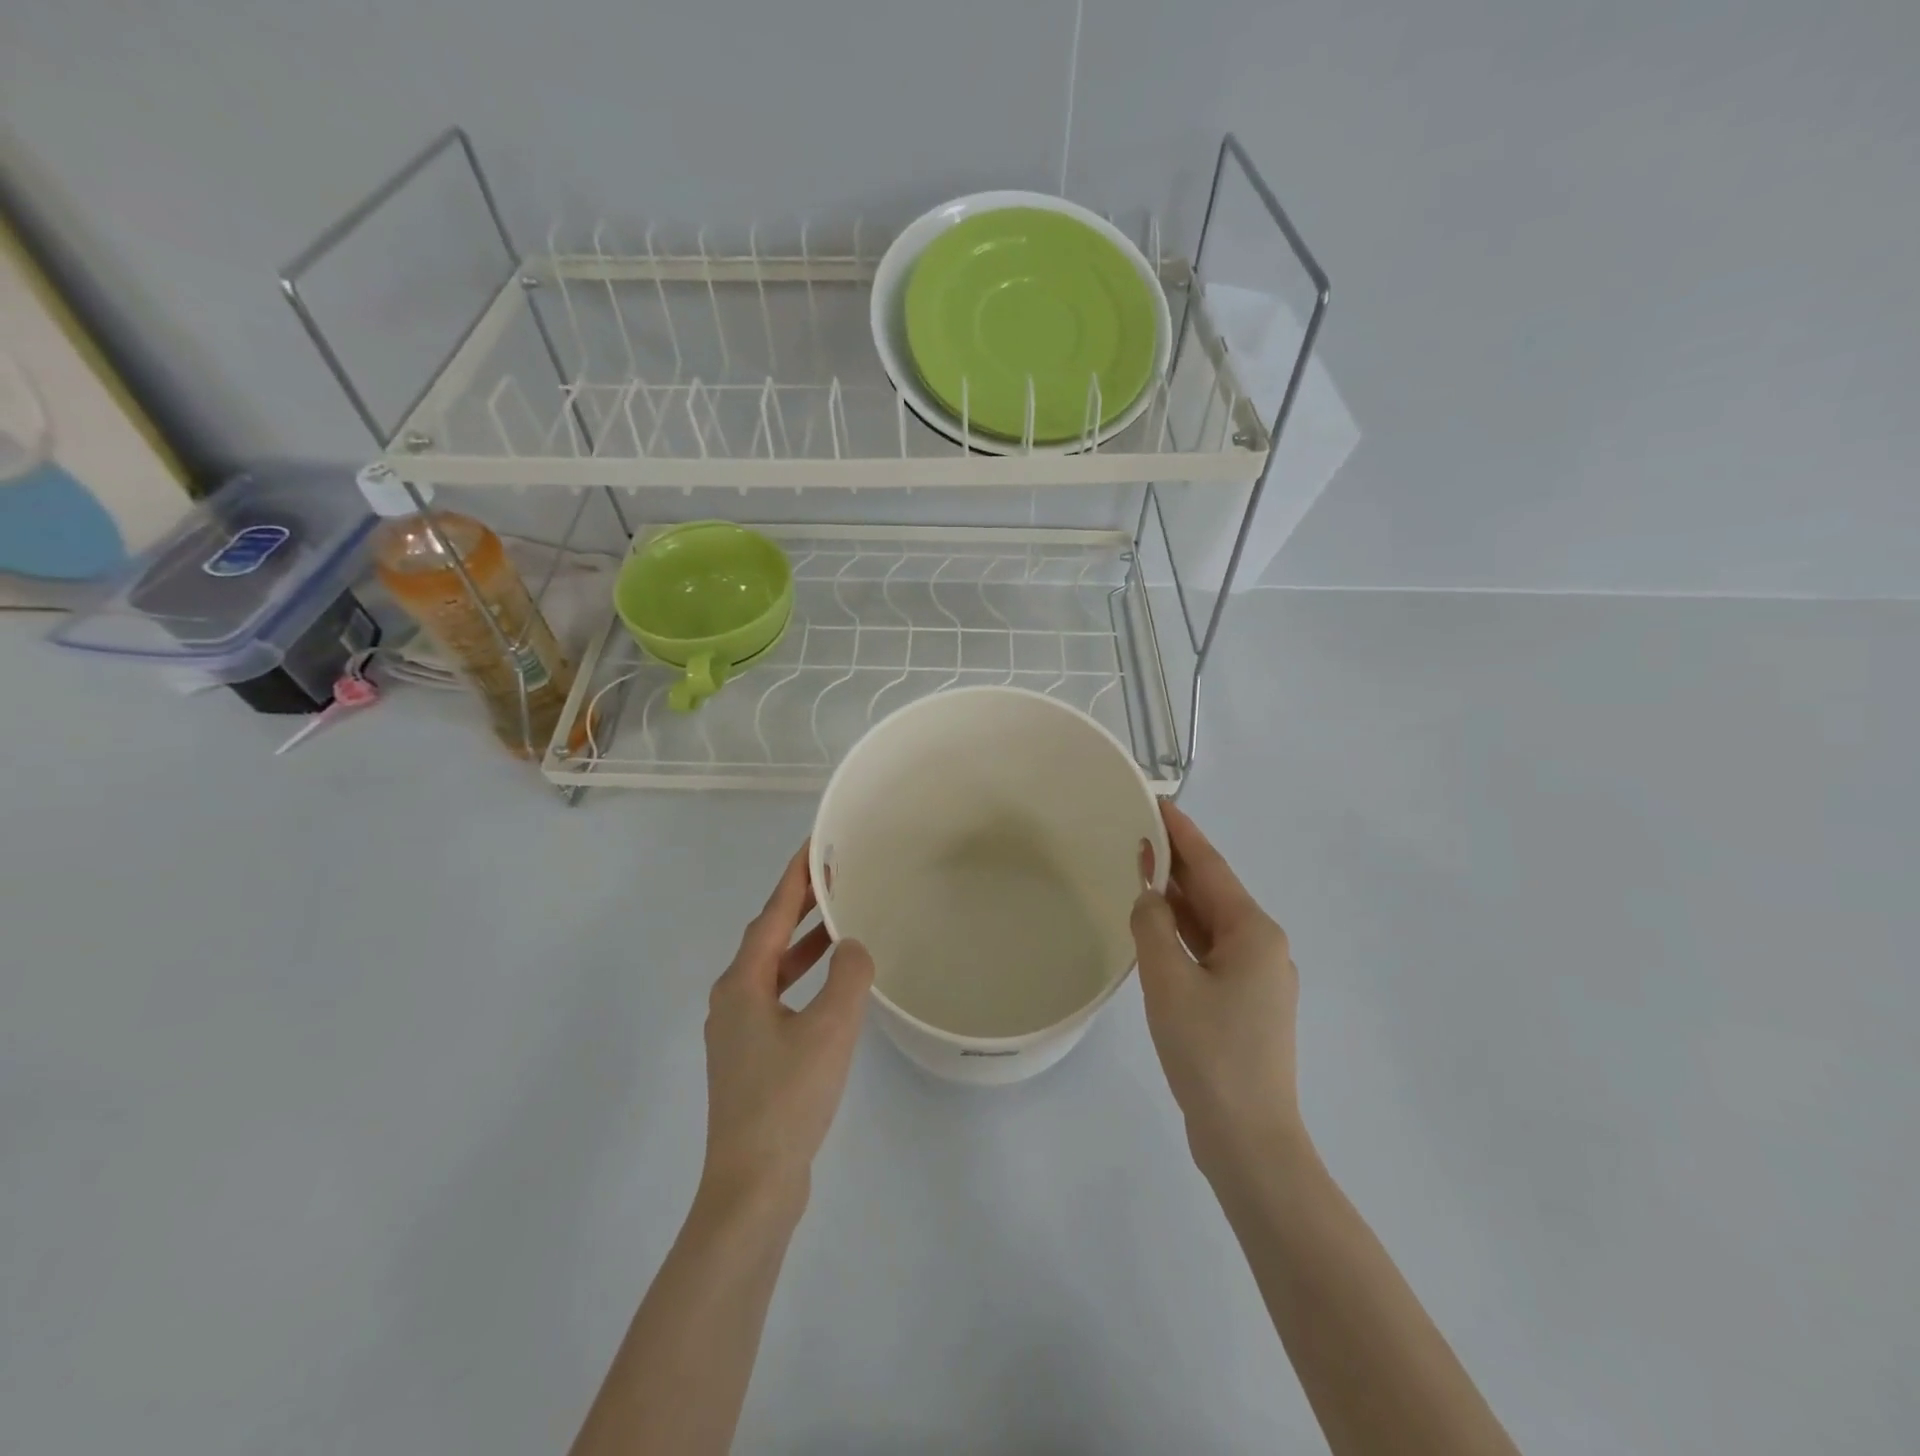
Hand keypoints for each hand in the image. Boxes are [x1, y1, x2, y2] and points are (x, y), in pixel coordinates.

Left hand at [701, 845, 874, 1207]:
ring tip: (839, 922)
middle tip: (835, 877)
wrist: (752, 1186)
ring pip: (773, 970)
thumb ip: (848, 975)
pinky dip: (803, 980)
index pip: (772, 915)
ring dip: (804, 944)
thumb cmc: (788, 1099)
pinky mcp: (750, 1059)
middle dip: (801, 906)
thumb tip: (852, 946)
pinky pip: (778, 998)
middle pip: (769, 938)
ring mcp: (738, 1032)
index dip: (794, 878)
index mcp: (742, 985)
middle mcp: (732, 1000)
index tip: (815, 846)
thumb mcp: (830, 1029)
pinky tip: (830, 988)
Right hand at [1132, 802, 1303, 1175]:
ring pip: (1211, 923)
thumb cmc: (1209, 1052)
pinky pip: (1210, 952)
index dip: (1182, 832)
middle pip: (1214, 892)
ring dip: (1178, 899)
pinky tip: (1157, 930)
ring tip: (1141, 872)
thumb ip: (1153, 925)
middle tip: (1138, 832)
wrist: (1249, 1138)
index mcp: (1253, 933)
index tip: (1158, 802)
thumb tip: (1149, 893)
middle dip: (1178, 862)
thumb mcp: (1169, 981)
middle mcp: (1263, 947)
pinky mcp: (1245, 1005)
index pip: (1211, 867)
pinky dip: (1183, 934)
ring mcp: (1257, 979)